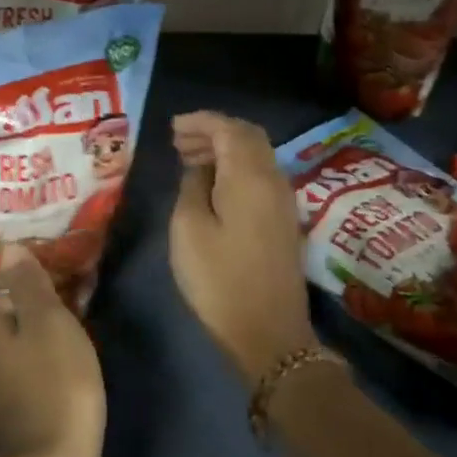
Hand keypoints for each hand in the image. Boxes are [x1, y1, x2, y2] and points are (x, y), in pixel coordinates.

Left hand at [0, 261, 105, 456]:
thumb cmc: (48, 384)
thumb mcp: (47, 320)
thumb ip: (28, 284)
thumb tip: (6, 249)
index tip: (26, 295)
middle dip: (16, 325)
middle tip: (56, 315)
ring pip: (6, 364)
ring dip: (31, 354)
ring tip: (70, 344)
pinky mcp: (14, 434)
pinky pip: (24, 392)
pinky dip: (41, 385)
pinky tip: (70, 384)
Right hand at [169, 111, 316, 386]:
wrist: (271, 334)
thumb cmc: (220, 280)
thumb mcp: (189, 230)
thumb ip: (192, 186)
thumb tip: (200, 167)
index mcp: (250, 176)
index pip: (228, 129)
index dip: (201, 121)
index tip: (173, 126)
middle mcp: (273, 178)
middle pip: (247, 136)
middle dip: (213, 131)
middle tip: (179, 141)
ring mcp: (283, 199)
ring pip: (256, 154)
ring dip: (225, 149)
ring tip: (189, 159)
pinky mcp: (283, 219)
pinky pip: (260, 174)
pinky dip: (236, 167)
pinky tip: (213, 184)